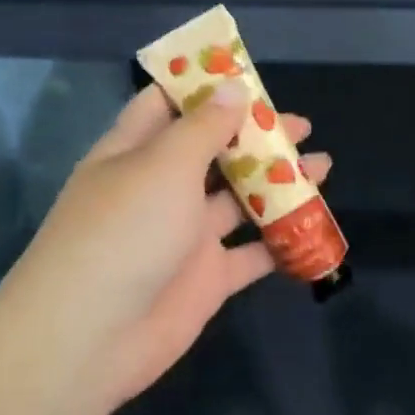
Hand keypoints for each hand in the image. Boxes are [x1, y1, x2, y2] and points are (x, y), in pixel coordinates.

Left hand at [0, 79, 330, 408]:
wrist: (91, 339)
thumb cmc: (124, 232)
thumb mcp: (164, 166)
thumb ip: (205, 127)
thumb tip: (233, 89)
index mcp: (136, 153)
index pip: (169, 106)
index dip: (205, 88)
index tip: (249, 75)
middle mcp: (161, 188)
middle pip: (215, 151)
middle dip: (256, 136)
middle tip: (300, 126)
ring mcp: (186, 235)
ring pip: (241, 199)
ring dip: (279, 182)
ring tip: (323, 166)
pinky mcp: (208, 277)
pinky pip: (253, 252)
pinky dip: (282, 239)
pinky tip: (315, 223)